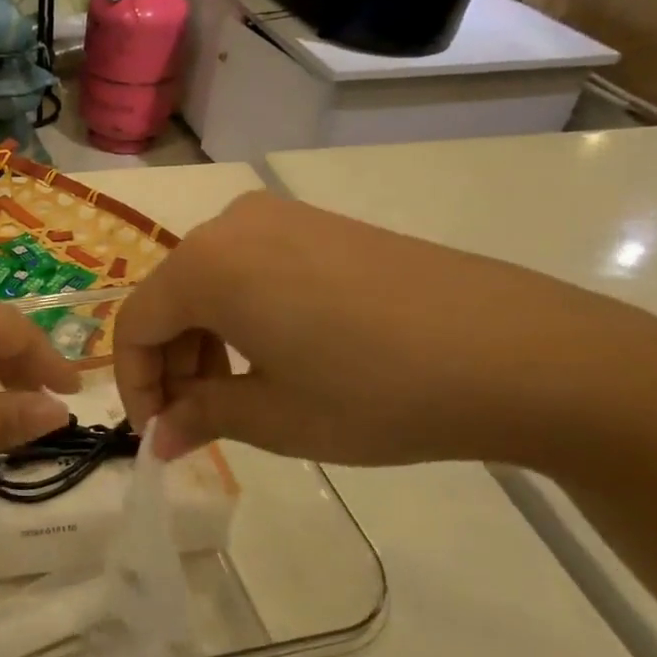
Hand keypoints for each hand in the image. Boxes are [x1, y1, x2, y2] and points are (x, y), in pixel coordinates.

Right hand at [114, 192, 656, 467]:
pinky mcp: (322, 224)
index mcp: (205, 266)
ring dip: (204, 340)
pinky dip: (242, 314)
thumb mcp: (274, 416)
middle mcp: (231, 226)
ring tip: (237, 394)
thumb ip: (200, 417)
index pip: (135, 326)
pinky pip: (251, 268)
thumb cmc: (375, 391)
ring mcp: (281, 217)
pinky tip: (277, 354)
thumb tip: (159, 439)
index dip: (134, 386)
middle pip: (169, 299)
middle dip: (171, 364)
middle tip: (196, 420)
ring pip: (209, 282)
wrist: (522, 353)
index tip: (156, 434)